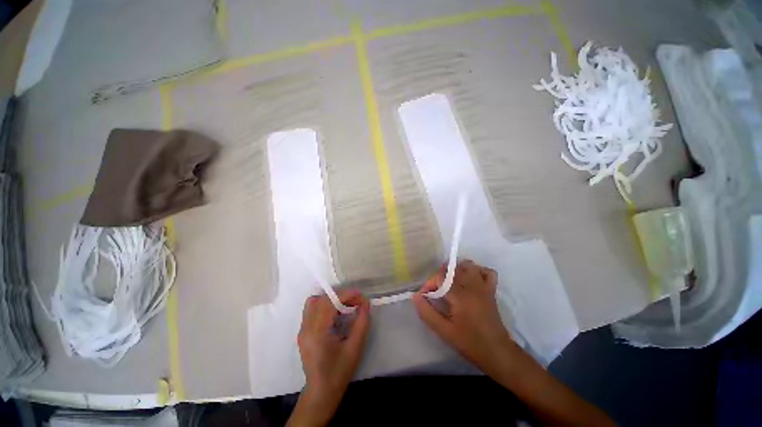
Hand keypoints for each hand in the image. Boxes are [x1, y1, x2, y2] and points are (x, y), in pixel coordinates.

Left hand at [288, 290, 369, 426]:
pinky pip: (313, 309)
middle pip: (321, 299)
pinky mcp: (303, 332)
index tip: (360, 296)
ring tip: (346, 306)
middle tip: (355, 301)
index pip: (329, 302)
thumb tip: (365, 302)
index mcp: (317, 332)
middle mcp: (306, 328)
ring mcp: (302, 329)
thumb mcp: (355, 347)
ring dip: (331, 299)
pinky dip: (326, 305)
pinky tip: (337, 314)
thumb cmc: (339, 372)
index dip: (346, 295)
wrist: (321, 393)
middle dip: (340, 295)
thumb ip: (362, 322)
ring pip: (315, 302)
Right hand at [413, 259, 517, 376]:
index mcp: (460, 296)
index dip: (429, 284)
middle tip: (436, 291)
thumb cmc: (469, 343)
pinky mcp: (491, 291)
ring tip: (450, 283)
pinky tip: (470, 280)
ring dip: (457, 270)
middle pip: (452, 269)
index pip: (440, 278)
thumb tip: (415, 296)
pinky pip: (487, 272)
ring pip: (469, 266)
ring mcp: (484, 287)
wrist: (497, 353)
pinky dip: (478, 271)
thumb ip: (427, 312)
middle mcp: (472, 286)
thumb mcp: (444, 331)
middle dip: (440, 276)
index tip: (424, 295)